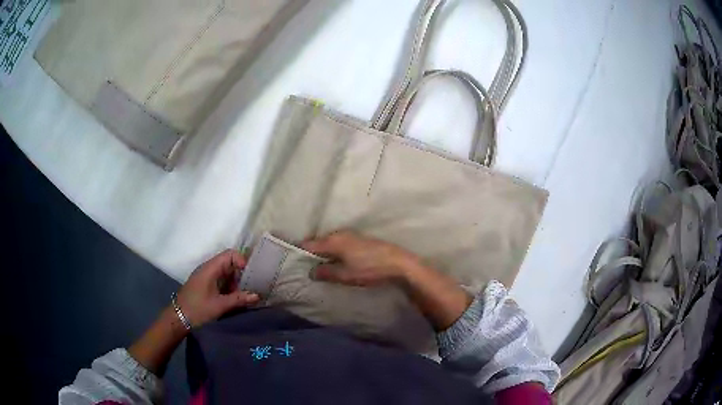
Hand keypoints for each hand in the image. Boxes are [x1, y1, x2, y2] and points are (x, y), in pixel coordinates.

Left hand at [176, 249, 259, 327]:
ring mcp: (206, 277)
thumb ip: (239, 299)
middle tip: (252, 286)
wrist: (178, 318)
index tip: (251, 275)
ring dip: (236, 283)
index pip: (230, 255)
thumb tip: (257, 295)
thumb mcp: (220, 305)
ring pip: (225, 273)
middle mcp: (208, 269)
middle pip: (229, 263)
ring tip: (244, 295)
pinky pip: (220, 280)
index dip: (242, 261)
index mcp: (211, 268)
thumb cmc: (198, 309)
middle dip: (241, 274)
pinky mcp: (205, 285)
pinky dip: (229, 287)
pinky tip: (235, 299)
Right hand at [304, 231, 471, 330]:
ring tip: (320, 265)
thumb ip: (326, 272)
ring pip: (330, 242)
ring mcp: (352, 235)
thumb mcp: (345, 275)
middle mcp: (340, 234)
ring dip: (324, 252)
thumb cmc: (369, 269)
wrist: (398, 263)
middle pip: (319, 242)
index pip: (309, 244)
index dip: (299, 251)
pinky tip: (337, 261)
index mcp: (333, 241)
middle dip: (311, 253)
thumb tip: (311, 271)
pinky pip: (340, 244)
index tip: (292, 260)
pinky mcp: (361, 240)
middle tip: (305, 266)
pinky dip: (335, 251)